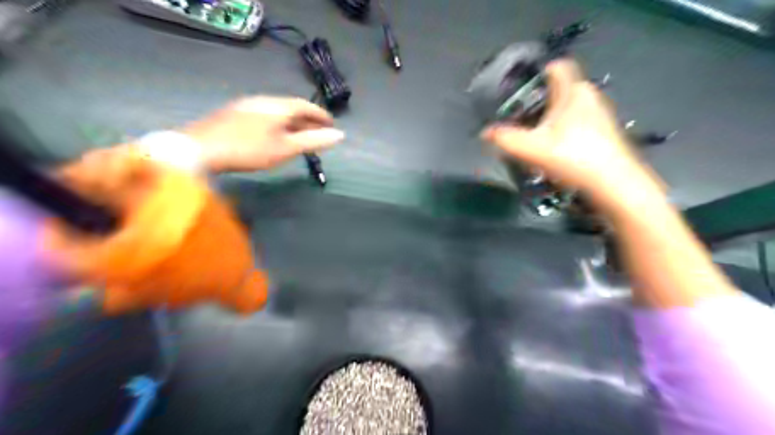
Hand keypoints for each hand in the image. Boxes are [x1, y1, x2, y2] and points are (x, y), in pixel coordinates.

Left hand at [182, 94, 345, 172]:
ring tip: (299, 135)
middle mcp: (263, 100)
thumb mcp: (285, 148)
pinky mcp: (233, 114)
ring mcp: (246, 105)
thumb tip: (340, 135)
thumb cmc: (249, 149)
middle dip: (308, 120)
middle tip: (318, 133)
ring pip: (277, 111)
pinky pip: (264, 115)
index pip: (306, 106)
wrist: (200, 149)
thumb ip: (313, 141)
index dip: (321, 115)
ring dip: (292, 122)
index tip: (332, 125)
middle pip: (291, 108)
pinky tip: (274, 134)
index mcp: (278, 106)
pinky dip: (277, 123)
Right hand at [483, 60, 655, 207]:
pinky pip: (579, 122)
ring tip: (535, 136)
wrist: (614, 184)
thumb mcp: (531, 149)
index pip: (558, 66)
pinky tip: (556, 150)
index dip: (539, 73)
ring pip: (570, 107)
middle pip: (561, 89)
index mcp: (573, 91)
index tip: (522, 90)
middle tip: (521, 118)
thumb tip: (485, 133)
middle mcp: (590, 96)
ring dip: (552, 118)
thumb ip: (505, 139)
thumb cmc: (572, 157)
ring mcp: (601, 115)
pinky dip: (565, 130)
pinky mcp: (606, 133)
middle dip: (540, 101)